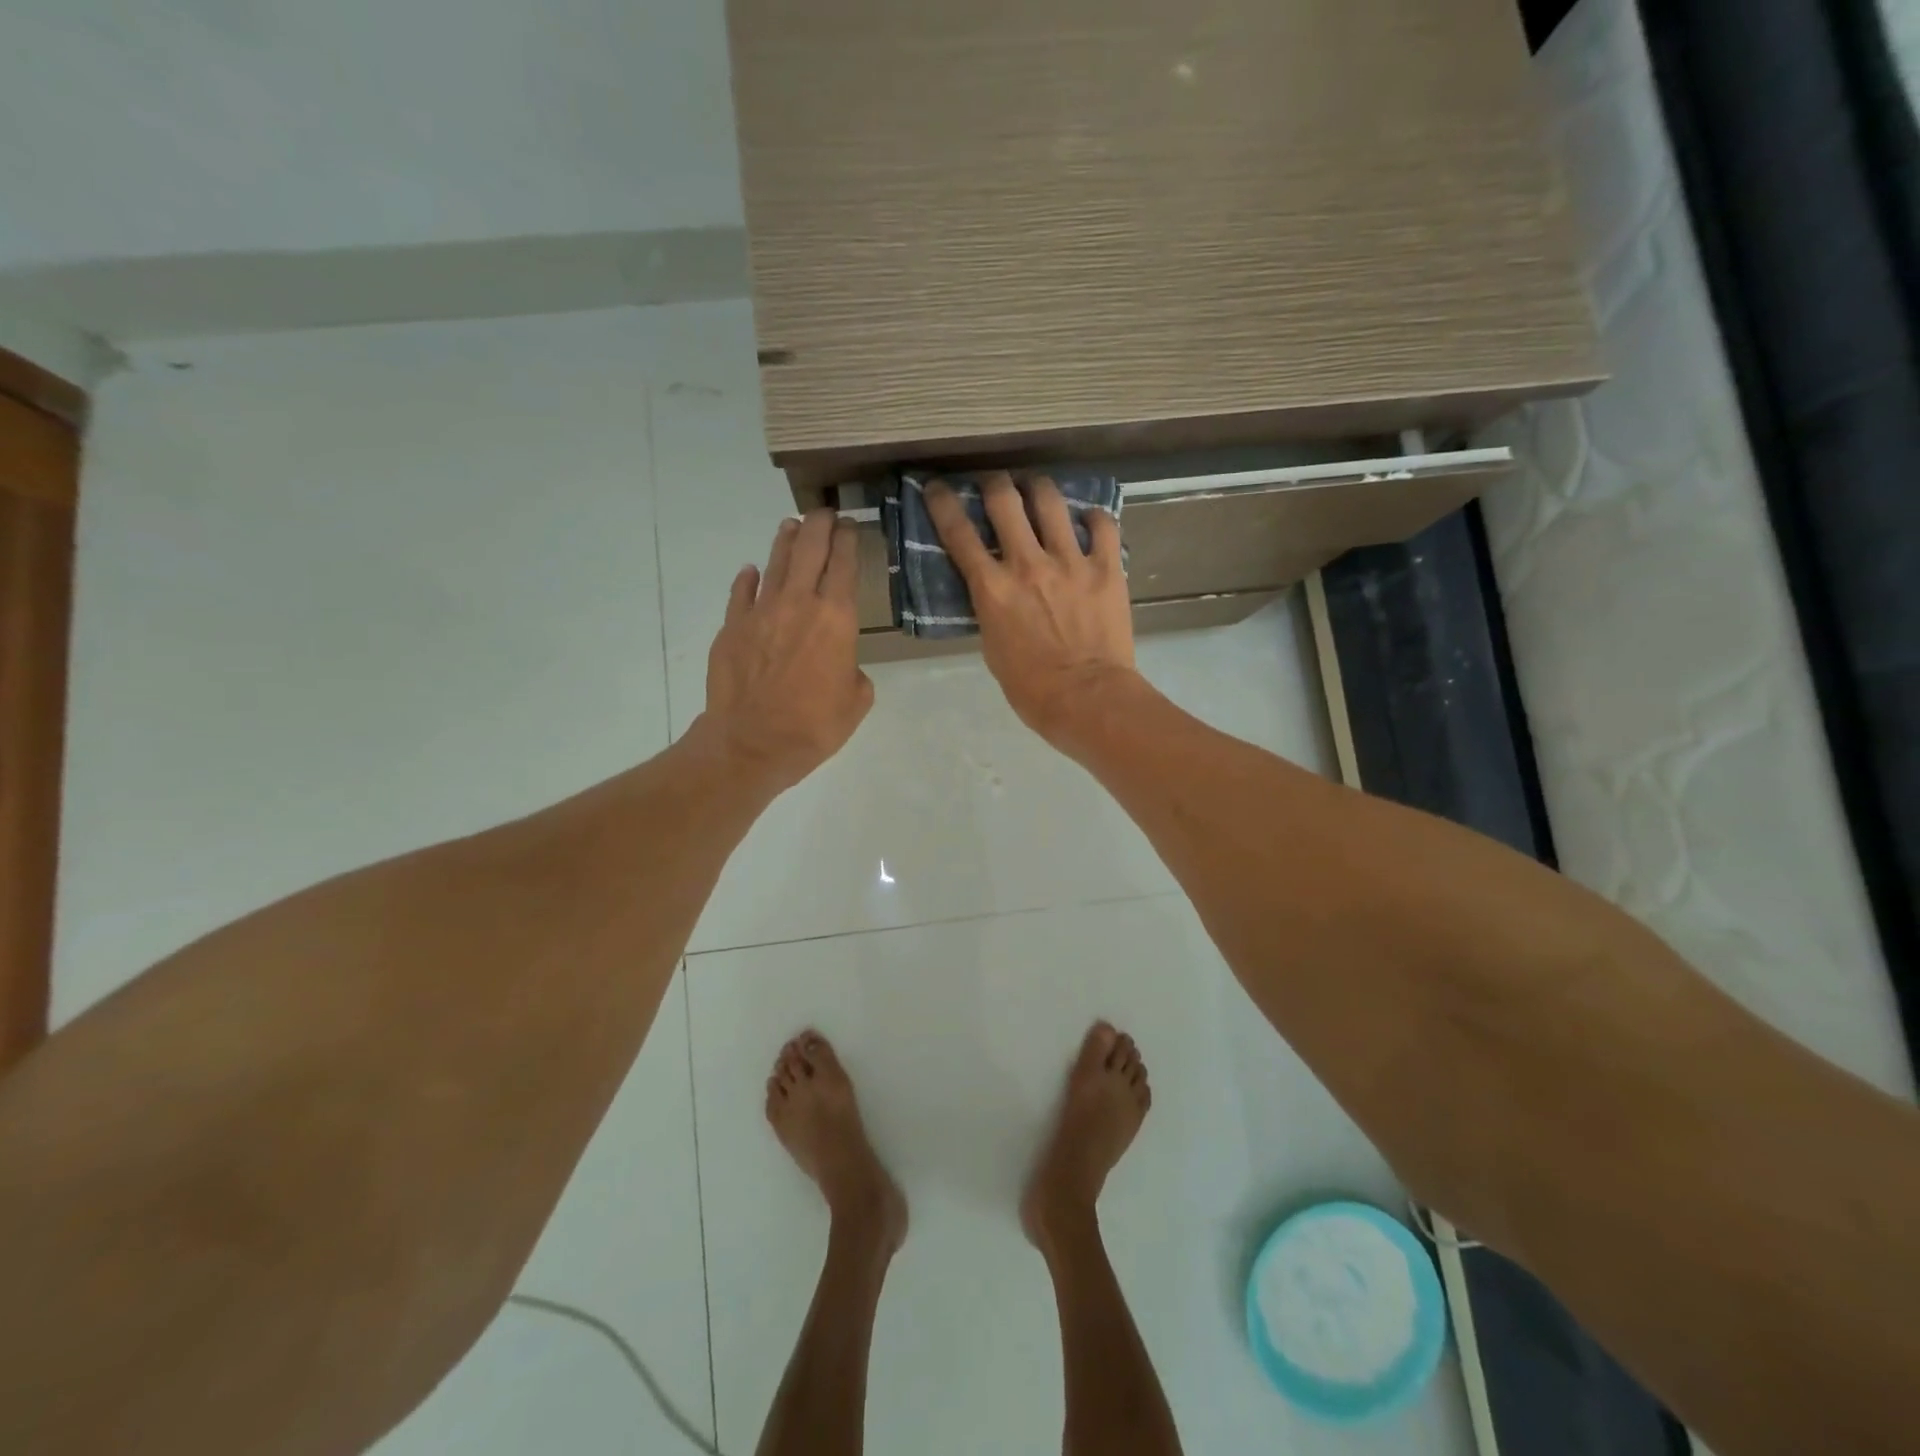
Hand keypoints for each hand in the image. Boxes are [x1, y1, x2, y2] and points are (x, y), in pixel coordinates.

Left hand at [699, 510, 873, 792]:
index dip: (848, 540)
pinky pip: (742, 593)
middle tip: (825, 512)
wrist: (751, 742)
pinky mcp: (732, 627)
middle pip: (810, 550)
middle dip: (820, 526)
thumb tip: (840, 662)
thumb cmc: (814, 725)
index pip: (844, 564)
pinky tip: (752, 571)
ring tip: (792, 525)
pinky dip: (748, 580)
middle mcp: (799, 603)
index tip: (850, 525)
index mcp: (837, 618)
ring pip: (776, 564)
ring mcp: (761, 612)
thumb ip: (853, 670)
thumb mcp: (856, 701)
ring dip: (786, 541)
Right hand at [924, 473, 1139, 745]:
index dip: (942, 503)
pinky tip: (1087, 519)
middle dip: (994, 483)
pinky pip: (1102, 524)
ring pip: (1050, 501)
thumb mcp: (992, 648)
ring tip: (1037, 489)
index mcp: (992, 588)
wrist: (1088, 699)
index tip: (937, 487)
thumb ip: (990, 609)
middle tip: (994, 484)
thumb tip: (993, 590)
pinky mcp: (1107, 568)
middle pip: (1004, 500)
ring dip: (1038, 488)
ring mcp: (1070, 561)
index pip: (958, 533)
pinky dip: (1092, 516)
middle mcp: (1027, 564)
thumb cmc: (1032, 688)